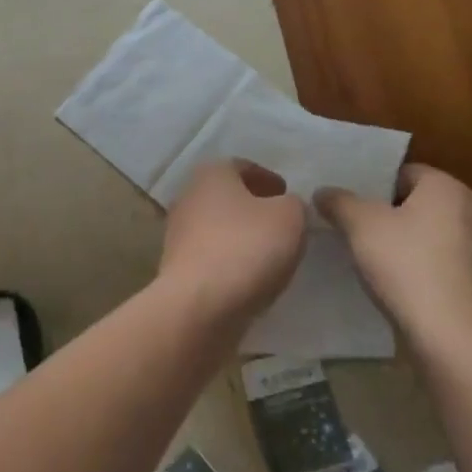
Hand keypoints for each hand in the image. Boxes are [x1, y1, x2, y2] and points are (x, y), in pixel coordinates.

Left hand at [159, 159, 305, 311]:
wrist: (199, 305)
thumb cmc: (247, 248)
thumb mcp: (290, 217)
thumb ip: (294, 204)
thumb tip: (285, 207)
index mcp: (211, 173)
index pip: (242, 166)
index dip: (268, 178)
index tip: (287, 194)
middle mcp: (188, 196)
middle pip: (227, 195)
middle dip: (253, 206)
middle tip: (281, 221)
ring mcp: (178, 233)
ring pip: (217, 226)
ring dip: (241, 235)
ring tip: (270, 252)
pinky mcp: (177, 267)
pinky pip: (211, 255)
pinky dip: (230, 259)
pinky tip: (250, 276)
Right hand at [315, 164, 471, 342]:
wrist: (450, 335)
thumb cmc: (405, 265)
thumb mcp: (359, 225)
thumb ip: (339, 201)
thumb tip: (324, 192)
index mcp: (447, 188)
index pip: (403, 172)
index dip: (373, 185)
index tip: (350, 205)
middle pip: (418, 202)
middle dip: (388, 213)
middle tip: (355, 228)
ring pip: (430, 233)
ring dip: (405, 241)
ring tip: (372, 257)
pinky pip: (442, 261)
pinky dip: (421, 266)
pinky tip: (398, 283)